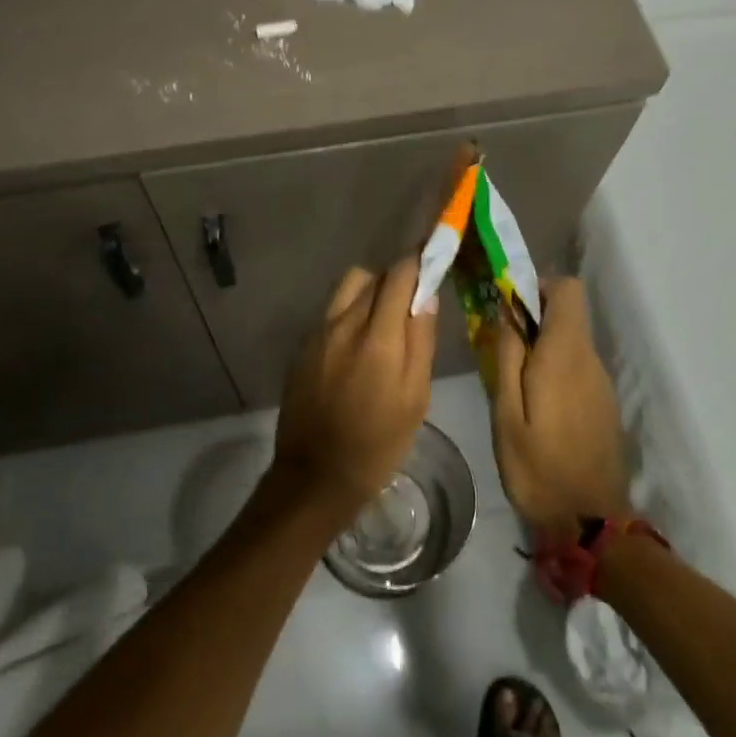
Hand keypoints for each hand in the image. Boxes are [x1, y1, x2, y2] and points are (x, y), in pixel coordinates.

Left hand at [272, 258, 438, 523]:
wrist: (316, 475)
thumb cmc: (378, 443)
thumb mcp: (415, 399)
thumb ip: (420, 342)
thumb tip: (426, 297)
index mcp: (377, 337)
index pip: (399, 275)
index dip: (418, 262)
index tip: (432, 261)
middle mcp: (343, 323)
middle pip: (372, 277)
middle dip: (395, 279)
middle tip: (411, 302)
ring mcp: (318, 333)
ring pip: (347, 288)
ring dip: (369, 292)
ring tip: (382, 321)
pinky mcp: (303, 346)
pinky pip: (330, 312)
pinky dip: (349, 313)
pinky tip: (356, 345)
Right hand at [489, 278, 630, 533]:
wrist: (589, 523)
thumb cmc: (538, 467)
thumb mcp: (506, 413)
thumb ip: (508, 356)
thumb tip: (507, 311)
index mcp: (566, 354)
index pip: (568, 289)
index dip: (539, 286)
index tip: (509, 306)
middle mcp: (590, 360)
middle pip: (568, 313)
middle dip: (534, 318)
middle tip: (501, 347)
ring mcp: (601, 383)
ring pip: (571, 341)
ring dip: (542, 346)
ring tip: (513, 381)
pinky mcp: (604, 404)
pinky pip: (578, 367)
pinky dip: (555, 369)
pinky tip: (535, 406)